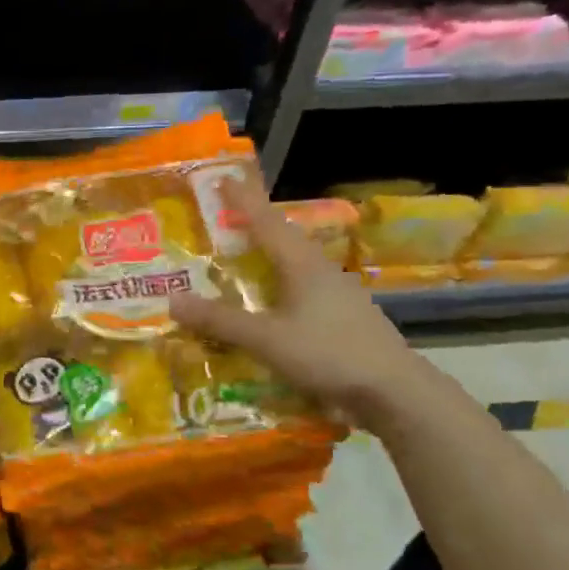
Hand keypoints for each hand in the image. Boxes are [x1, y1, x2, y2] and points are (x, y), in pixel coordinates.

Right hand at [171, 175, 428, 426]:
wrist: (396, 393)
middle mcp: (320, 272)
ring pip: (294, 266)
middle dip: (254, 226)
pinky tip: (269, 305)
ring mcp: (337, 296)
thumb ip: (221, 320)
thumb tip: (172, 300)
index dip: (243, 199)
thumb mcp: (267, 339)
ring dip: (267, 258)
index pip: (266, 221)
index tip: (224, 177)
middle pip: (283, 239)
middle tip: (224, 219)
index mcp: (302, 265)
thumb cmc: (330, 354)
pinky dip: (278, 289)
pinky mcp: (344, 319)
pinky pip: (302, 292)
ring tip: (240, 260)